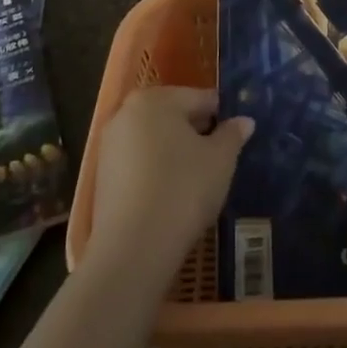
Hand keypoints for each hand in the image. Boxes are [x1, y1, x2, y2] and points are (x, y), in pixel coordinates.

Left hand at [84, 86, 252, 286]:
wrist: (133, 248)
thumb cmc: (183, 190)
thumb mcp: (220, 160)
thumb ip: (232, 135)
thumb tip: (244, 121)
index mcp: (155, 99)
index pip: (198, 98)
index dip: (221, 116)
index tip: (235, 135)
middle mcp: (126, 112)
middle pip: (172, 115)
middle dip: (196, 132)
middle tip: (218, 158)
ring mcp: (109, 145)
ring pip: (153, 140)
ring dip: (174, 152)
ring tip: (196, 178)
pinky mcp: (102, 176)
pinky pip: (138, 163)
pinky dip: (155, 171)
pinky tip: (171, 193)